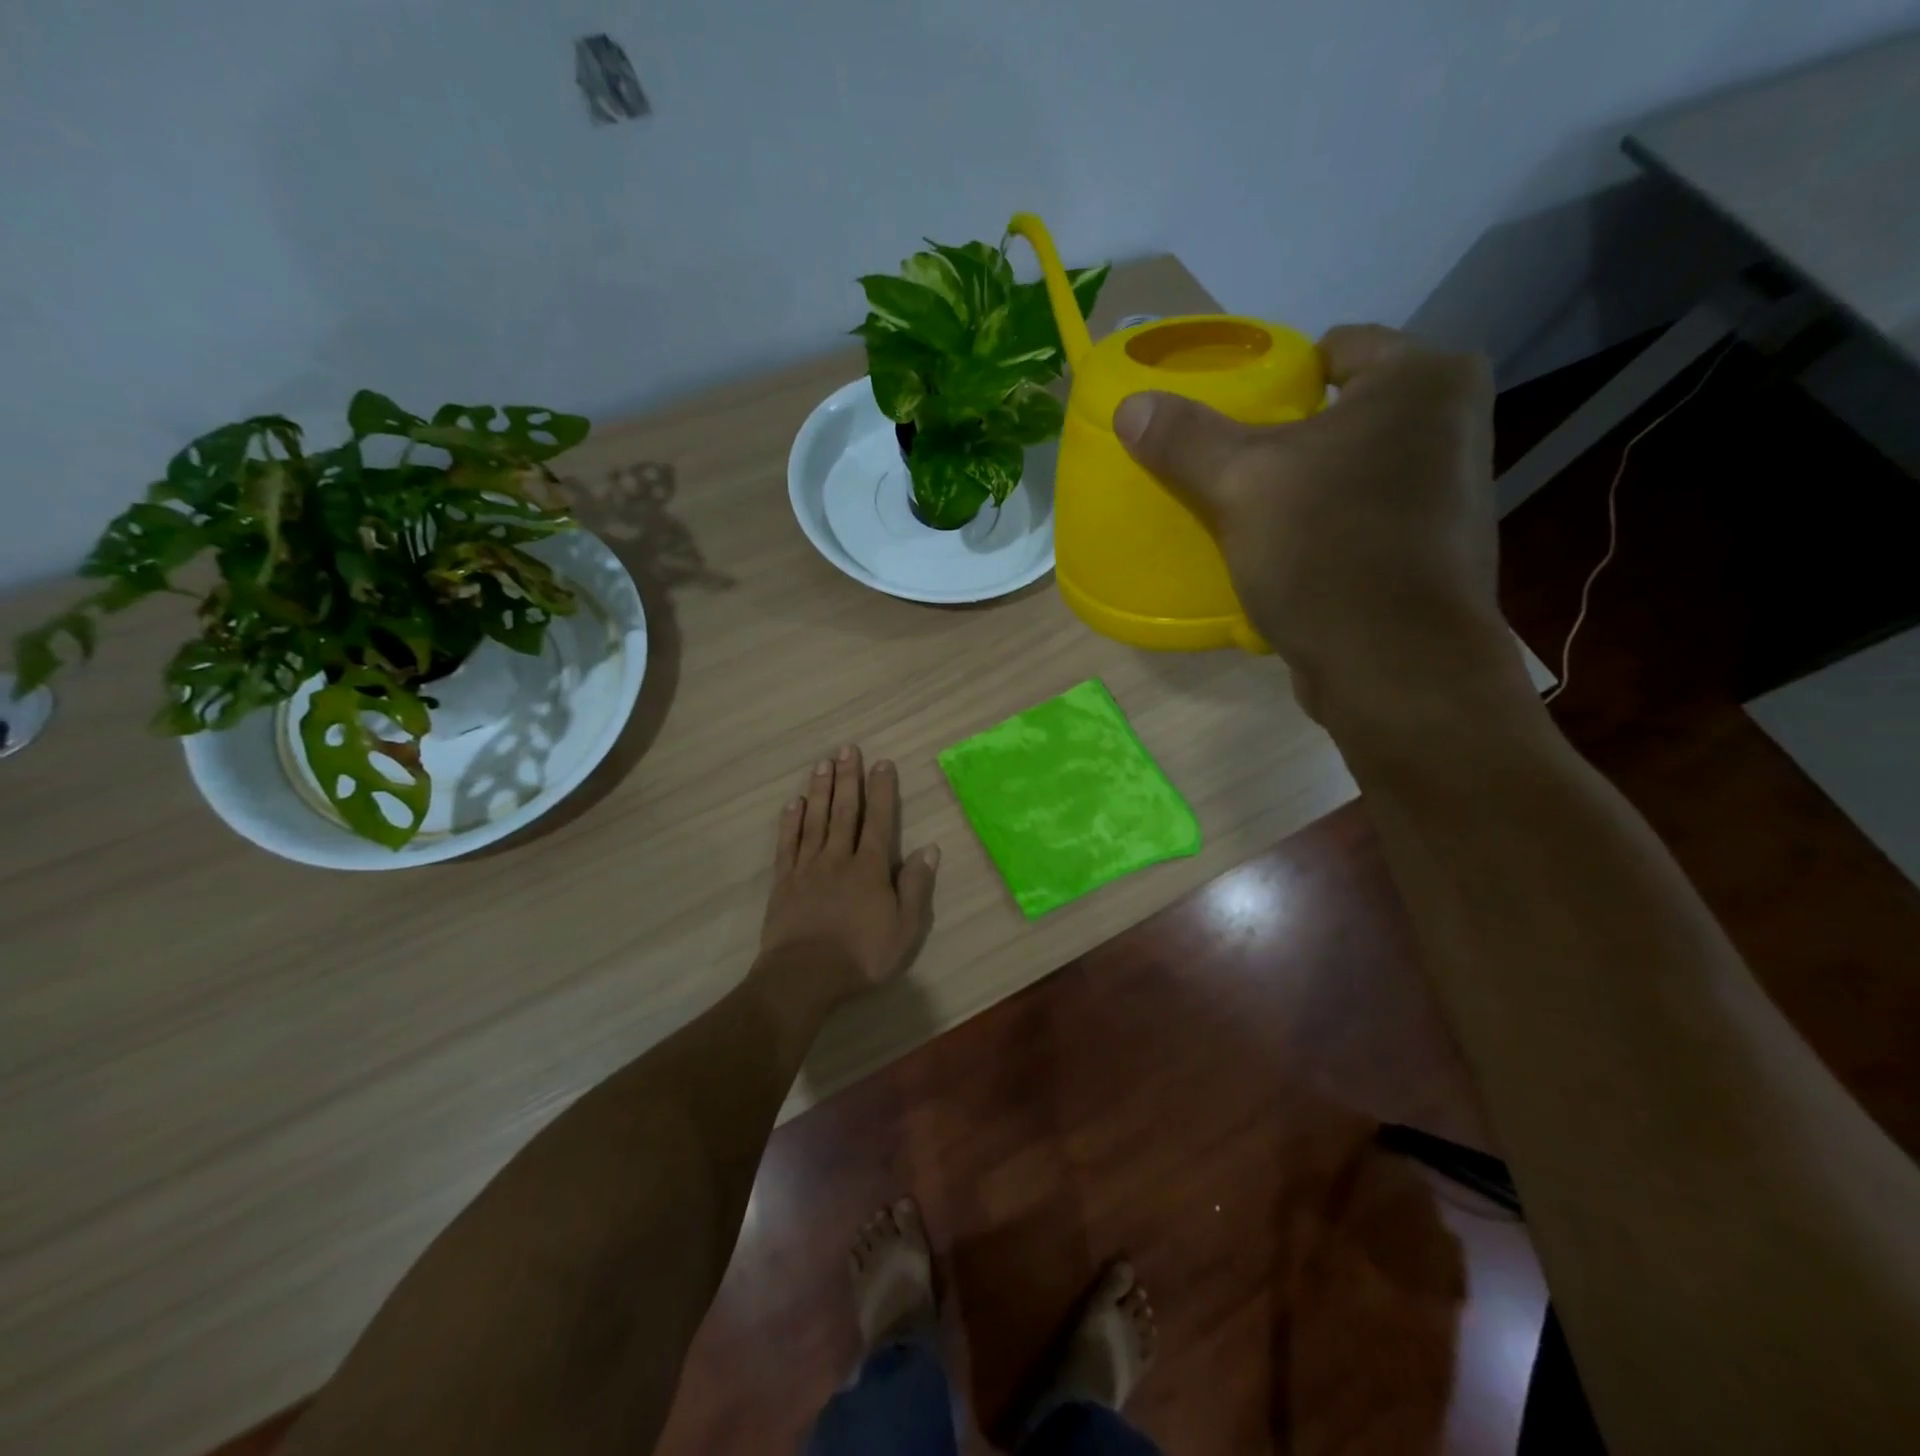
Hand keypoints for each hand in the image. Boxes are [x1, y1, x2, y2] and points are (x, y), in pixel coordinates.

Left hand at [757, 744, 939, 1009]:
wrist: (805, 976)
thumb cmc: (862, 955)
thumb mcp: (905, 927)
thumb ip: (916, 886)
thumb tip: (928, 848)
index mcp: (870, 868)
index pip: (879, 820)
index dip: (882, 790)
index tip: (882, 763)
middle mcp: (838, 858)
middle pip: (844, 811)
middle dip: (848, 778)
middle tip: (846, 749)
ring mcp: (807, 868)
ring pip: (815, 820)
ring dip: (820, 790)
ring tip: (822, 764)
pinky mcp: (784, 882)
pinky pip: (788, 843)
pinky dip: (791, 821)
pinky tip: (794, 803)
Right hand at [1114, 325, 1522, 728]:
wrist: (1395, 667)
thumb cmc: (1328, 550)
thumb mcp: (1240, 485)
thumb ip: (1185, 439)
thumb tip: (1130, 405)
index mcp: (1424, 380)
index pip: (1336, 348)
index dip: (1278, 374)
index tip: (1231, 412)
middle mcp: (1453, 424)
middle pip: (1343, 411)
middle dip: (1287, 435)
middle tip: (1228, 463)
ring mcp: (1450, 491)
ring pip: (1352, 468)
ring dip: (1305, 484)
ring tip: (1249, 508)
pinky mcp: (1432, 550)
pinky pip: (1361, 516)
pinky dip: (1324, 525)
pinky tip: (1284, 552)